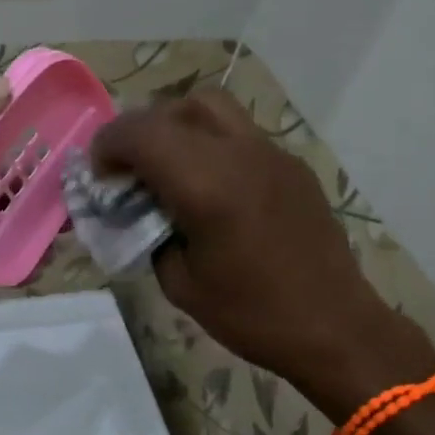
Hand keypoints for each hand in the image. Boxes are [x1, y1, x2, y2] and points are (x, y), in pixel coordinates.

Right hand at [92, 91, 434, 415]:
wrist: (334, 327)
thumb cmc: (250, 314)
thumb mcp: (179, 283)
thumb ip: (150, 234)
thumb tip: (137, 211)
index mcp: (207, 186)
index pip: (142, 133)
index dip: (108, 145)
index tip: (100, 176)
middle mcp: (240, 155)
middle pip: (176, 108)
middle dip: (140, 131)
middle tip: (129, 169)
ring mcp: (271, 154)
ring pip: (213, 108)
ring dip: (177, 126)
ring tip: (167, 167)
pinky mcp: (291, 164)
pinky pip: (239, 132)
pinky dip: (209, 143)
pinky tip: (209, 185)